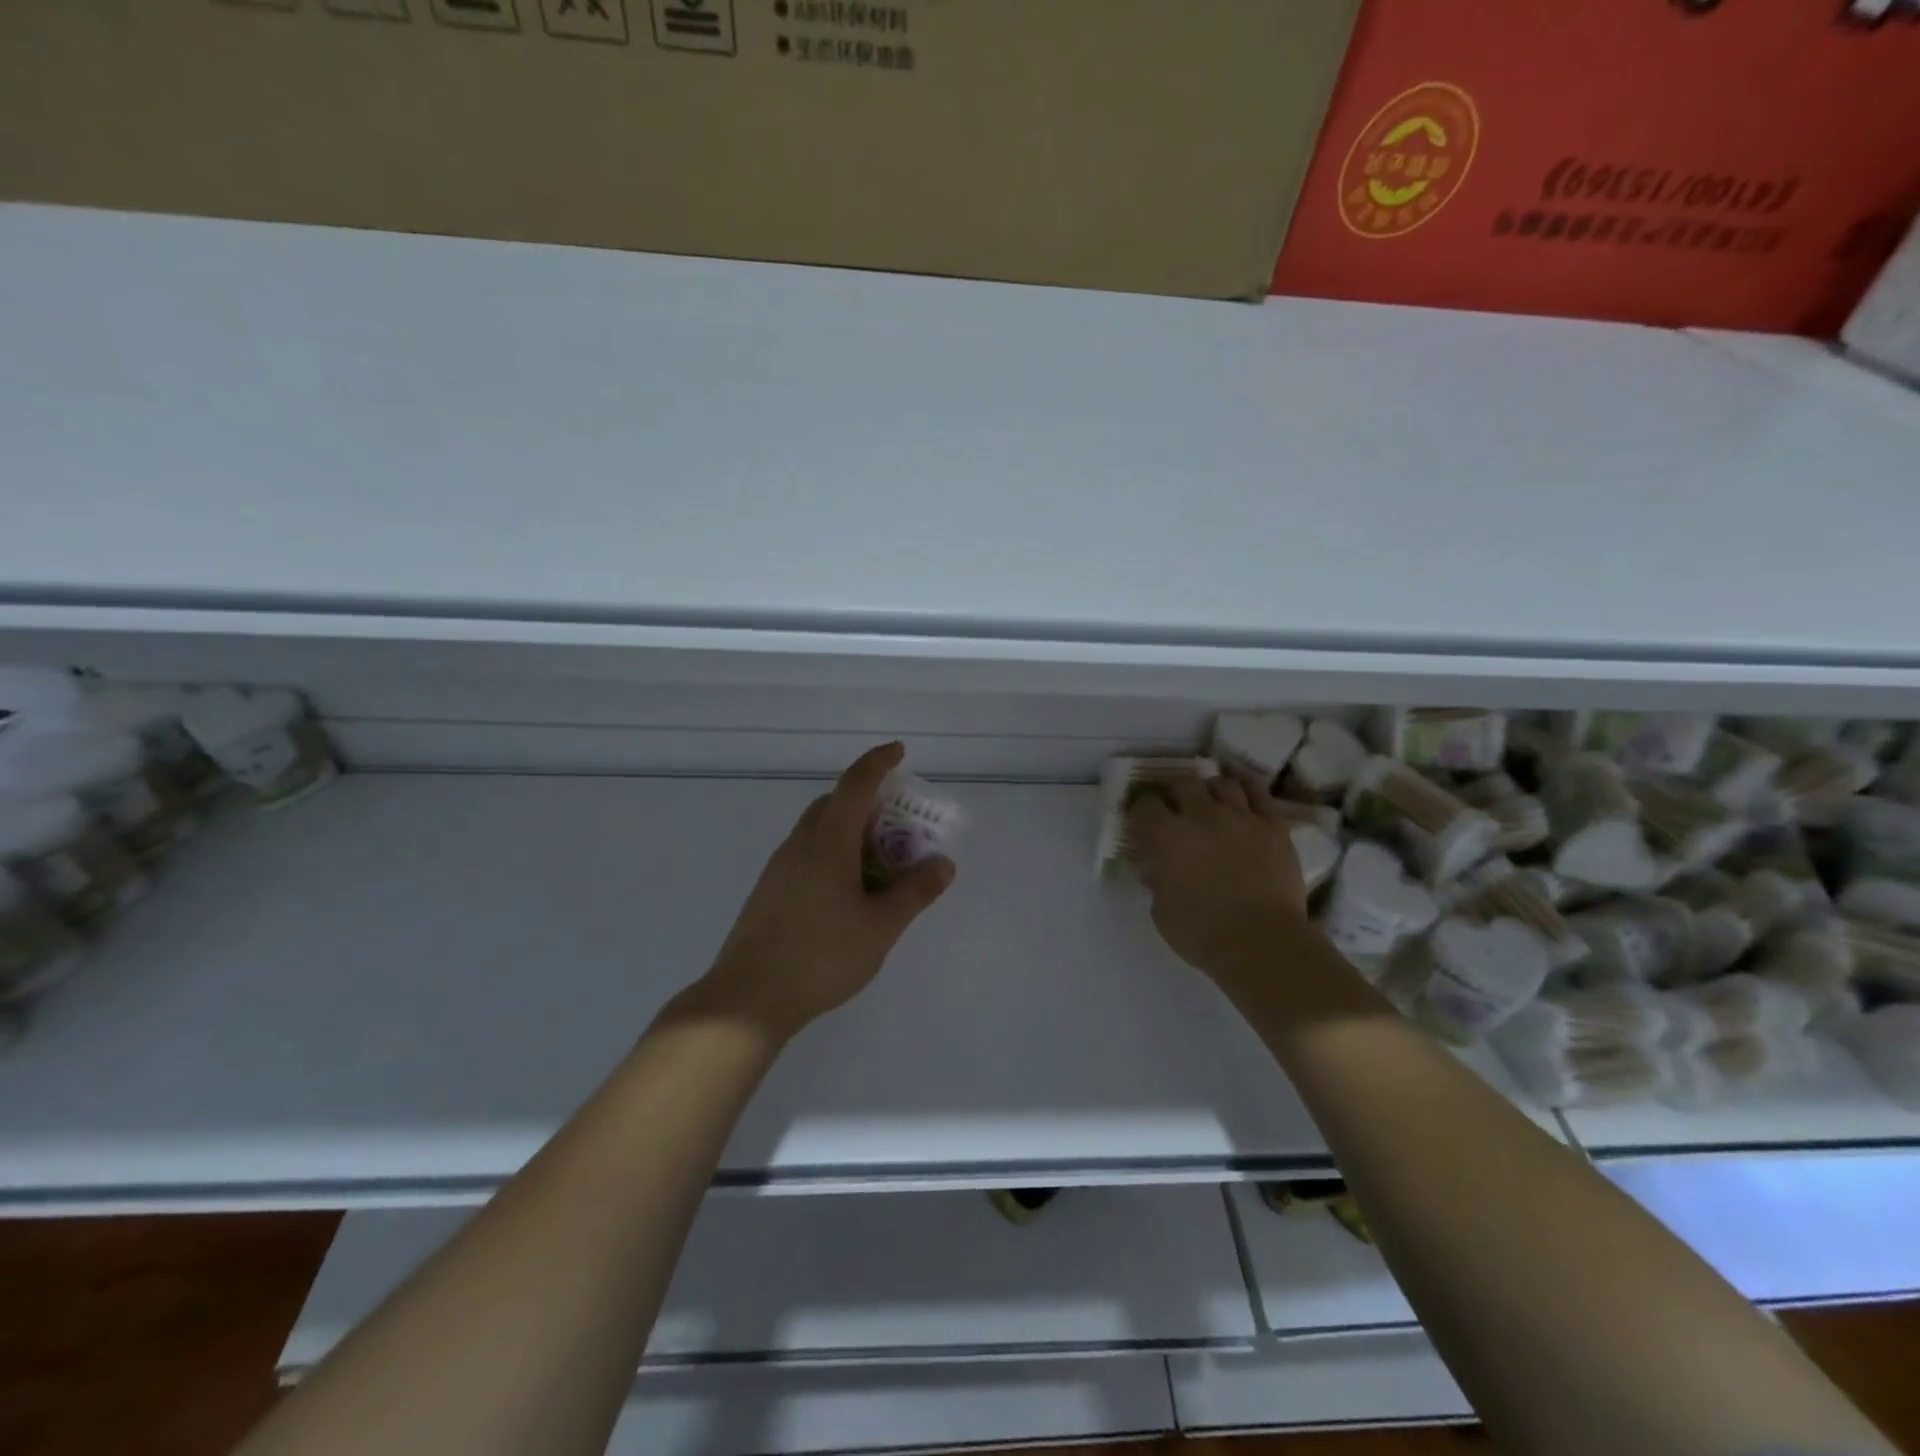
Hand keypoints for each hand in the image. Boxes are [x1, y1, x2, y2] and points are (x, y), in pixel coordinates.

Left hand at [692, 743, 954, 1041]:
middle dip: (869, 802)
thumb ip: (915, 892)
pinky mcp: (770, 892)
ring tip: (882, 865)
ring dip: (852, 832)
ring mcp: (780, 868)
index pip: (855, 785)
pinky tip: (851, 894)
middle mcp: (800, 845)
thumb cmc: (821, 955)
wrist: (748, 999)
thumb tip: (942, 863)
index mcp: (827, 841)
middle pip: (835, 804)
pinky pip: (809, 855)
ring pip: (820, 831)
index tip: (899, 752)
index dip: (878, 763)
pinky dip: (835, 855)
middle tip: (900, 824)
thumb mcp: (881, 926)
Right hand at [1125, 774, 1308, 985]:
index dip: (1141, 811)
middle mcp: (1200, 816)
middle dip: (1175, 793)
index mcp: (1166, 836)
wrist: (1262, 943)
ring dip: (1210, 789)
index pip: (1145, 806)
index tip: (1142, 822)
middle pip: (1183, 784)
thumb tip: (1153, 866)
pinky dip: (1245, 784)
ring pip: (1221, 783)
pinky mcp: (1272, 825)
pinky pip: (1259, 791)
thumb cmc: (1202, 933)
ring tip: (1210, 800)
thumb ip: (1155, 880)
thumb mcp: (1161, 911)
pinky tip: (1239, 785)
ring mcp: (1240, 816)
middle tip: (1176, 808)